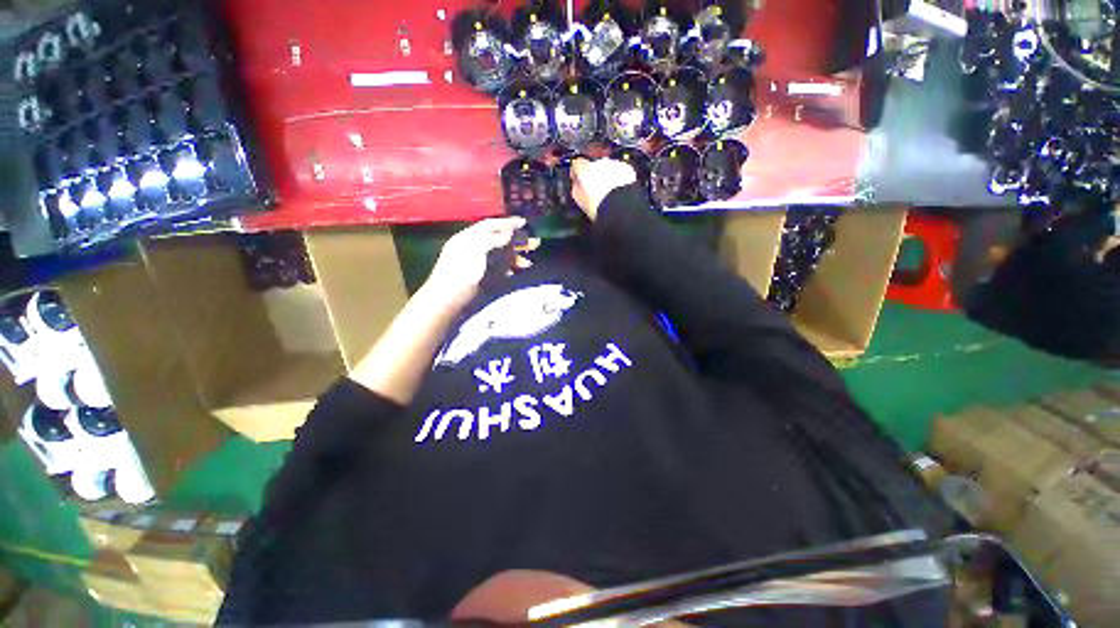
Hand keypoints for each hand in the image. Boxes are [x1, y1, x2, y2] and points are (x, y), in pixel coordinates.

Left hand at [422, 217, 537, 307]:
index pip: (490, 225)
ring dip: (516, 257)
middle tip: (534, 243)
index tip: (524, 223)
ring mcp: (479, 265)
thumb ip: (492, 239)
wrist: (449, 301)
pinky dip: (511, 269)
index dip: (507, 223)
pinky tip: (519, 271)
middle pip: (498, 240)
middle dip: (516, 241)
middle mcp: (474, 249)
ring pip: (501, 256)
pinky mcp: (483, 279)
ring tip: (529, 262)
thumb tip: (508, 232)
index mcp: (468, 238)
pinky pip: (500, 270)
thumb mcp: (475, 250)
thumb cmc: (460, 272)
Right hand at [571, 157, 637, 220]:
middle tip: (595, 190)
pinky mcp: (627, 168)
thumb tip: (576, 184)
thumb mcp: (579, 200)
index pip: (576, 164)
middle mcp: (599, 162)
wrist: (621, 206)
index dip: (576, 172)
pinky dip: (619, 178)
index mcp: (584, 169)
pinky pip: (620, 171)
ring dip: (607, 176)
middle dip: (594, 174)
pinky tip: (618, 190)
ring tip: (608, 192)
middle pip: (593, 165)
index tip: (577, 179)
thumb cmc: (599, 205)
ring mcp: (614, 164)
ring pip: (607, 167)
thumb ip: (576, 188)